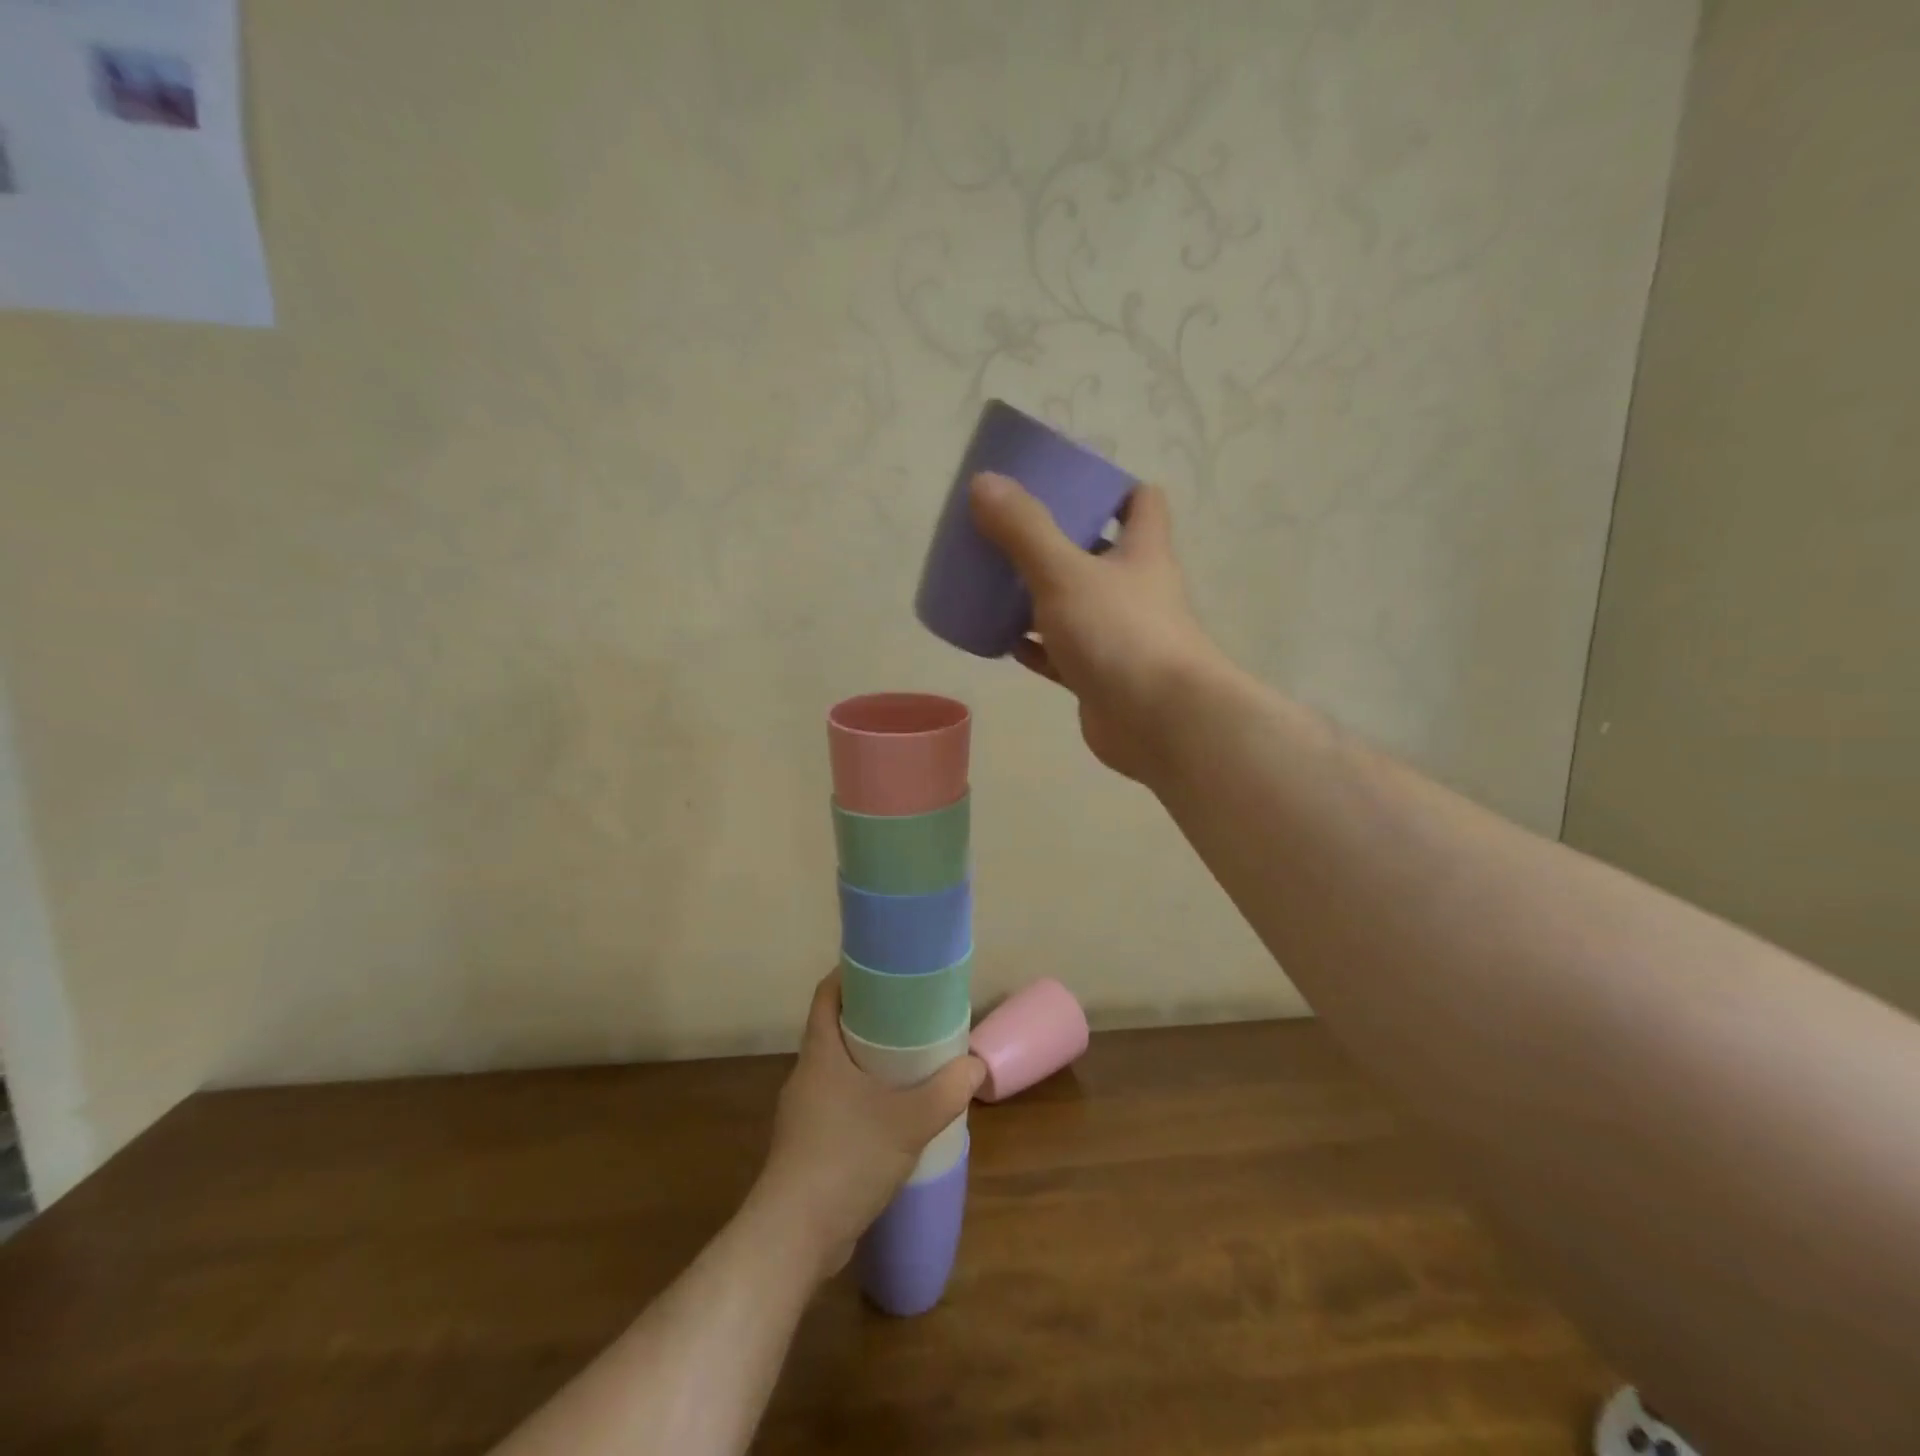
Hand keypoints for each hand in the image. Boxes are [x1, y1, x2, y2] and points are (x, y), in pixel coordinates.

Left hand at [752, 970, 982, 1281]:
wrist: (794, 1237)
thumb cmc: (846, 1158)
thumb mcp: (908, 1121)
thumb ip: (946, 1091)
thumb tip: (974, 1065)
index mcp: (820, 1053)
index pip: (827, 994)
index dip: (850, 975)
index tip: (885, 970)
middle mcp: (807, 1075)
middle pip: (835, 1029)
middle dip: (871, 1019)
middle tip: (911, 1017)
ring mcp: (804, 1112)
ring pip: (838, 1070)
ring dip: (869, 1063)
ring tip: (909, 1064)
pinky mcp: (808, 1145)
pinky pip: (839, 1104)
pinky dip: (864, 1098)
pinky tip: (892, 1117)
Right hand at [969, 472, 1224, 782]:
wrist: (1159, 723)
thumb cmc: (1120, 634)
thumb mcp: (1065, 573)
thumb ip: (1024, 530)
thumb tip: (984, 482)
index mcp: (1141, 552)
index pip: (1140, 502)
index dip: (1110, 488)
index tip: (1067, 485)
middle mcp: (1136, 590)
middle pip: (1100, 554)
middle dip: (1060, 542)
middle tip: (1013, 533)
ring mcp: (1119, 637)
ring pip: (1077, 606)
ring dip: (1042, 597)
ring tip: (997, 584)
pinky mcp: (1100, 677)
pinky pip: (1062, 654)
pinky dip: (1037, 647)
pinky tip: (1004, 642)